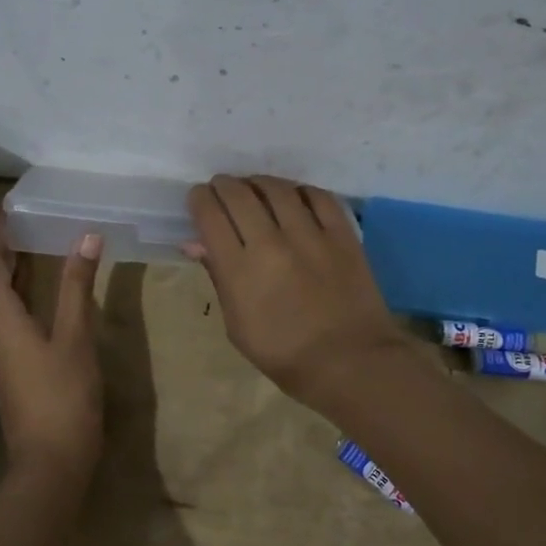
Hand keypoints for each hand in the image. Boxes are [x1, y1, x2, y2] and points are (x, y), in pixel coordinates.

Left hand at [0, 212, 104, 479]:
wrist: (51, 463)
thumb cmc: (62, 396)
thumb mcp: (75, 337)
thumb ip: (79, 287)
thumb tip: (86, 236)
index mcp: (3, 317)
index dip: (0, 231)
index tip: (16, 203)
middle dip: (11, 245)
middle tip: (36, 215)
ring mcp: (5, 351)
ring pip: (7, 298)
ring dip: (21, 268)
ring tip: (44, 241)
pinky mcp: (18, 366)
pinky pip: (18, 316)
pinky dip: (30, 293)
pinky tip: (52, 290)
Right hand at [188, 175, 404, 406]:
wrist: (351, 363)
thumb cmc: (285, 355)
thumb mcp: (237, 327)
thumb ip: (218, 277)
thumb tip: (195, 242)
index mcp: (240, 270)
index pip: (210, 215)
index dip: (199, 200)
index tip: (199, 199)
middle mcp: (271, 243)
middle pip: (239, 195)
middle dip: (224, 186)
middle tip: (222, 189)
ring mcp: (311, 235)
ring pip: (277, 189)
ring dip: (258, 183)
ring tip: (254, 188)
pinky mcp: (343, 234)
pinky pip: (318, 196)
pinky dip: (300, 191)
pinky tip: (294, 197)